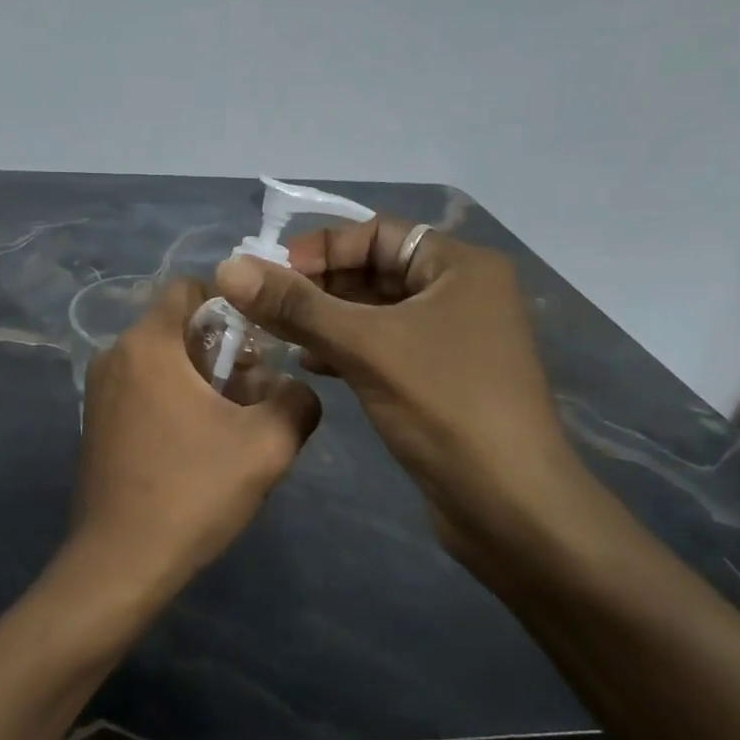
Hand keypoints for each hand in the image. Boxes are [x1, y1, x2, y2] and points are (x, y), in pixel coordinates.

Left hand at [68, 278, 321, 597]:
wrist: (120, 562)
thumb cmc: (192, 492)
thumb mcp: (268, 445)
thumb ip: (296, 400)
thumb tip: (292, 388)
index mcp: (148, 344)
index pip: (189, 288)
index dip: (232, 303)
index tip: (262, 340)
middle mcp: (114, 355)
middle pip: (176, 326)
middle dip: (221, 348)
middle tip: (256, 389)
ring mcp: (99, 391)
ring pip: (161, 360)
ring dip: (200, 377)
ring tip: (234, 421)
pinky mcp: (96, 422)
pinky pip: (143, 388)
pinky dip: (174, 397)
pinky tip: (199, 443)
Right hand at [213, 218, 582, 567]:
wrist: (511, 506)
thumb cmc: (446, 407)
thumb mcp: (366, 347)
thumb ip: (296, 305)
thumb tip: (228, 268)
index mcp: (459, 266)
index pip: (375, 233)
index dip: (319, 248)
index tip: (270, 275)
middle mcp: (458, 292)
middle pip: (372, 270)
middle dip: (316, 286)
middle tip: (262, 306)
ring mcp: (450, 338)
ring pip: (372, 312)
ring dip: (323, 319)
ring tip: (275, 334)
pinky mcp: (437, 377)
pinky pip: (380, 346)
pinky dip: (343, 348)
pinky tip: (308, 364)